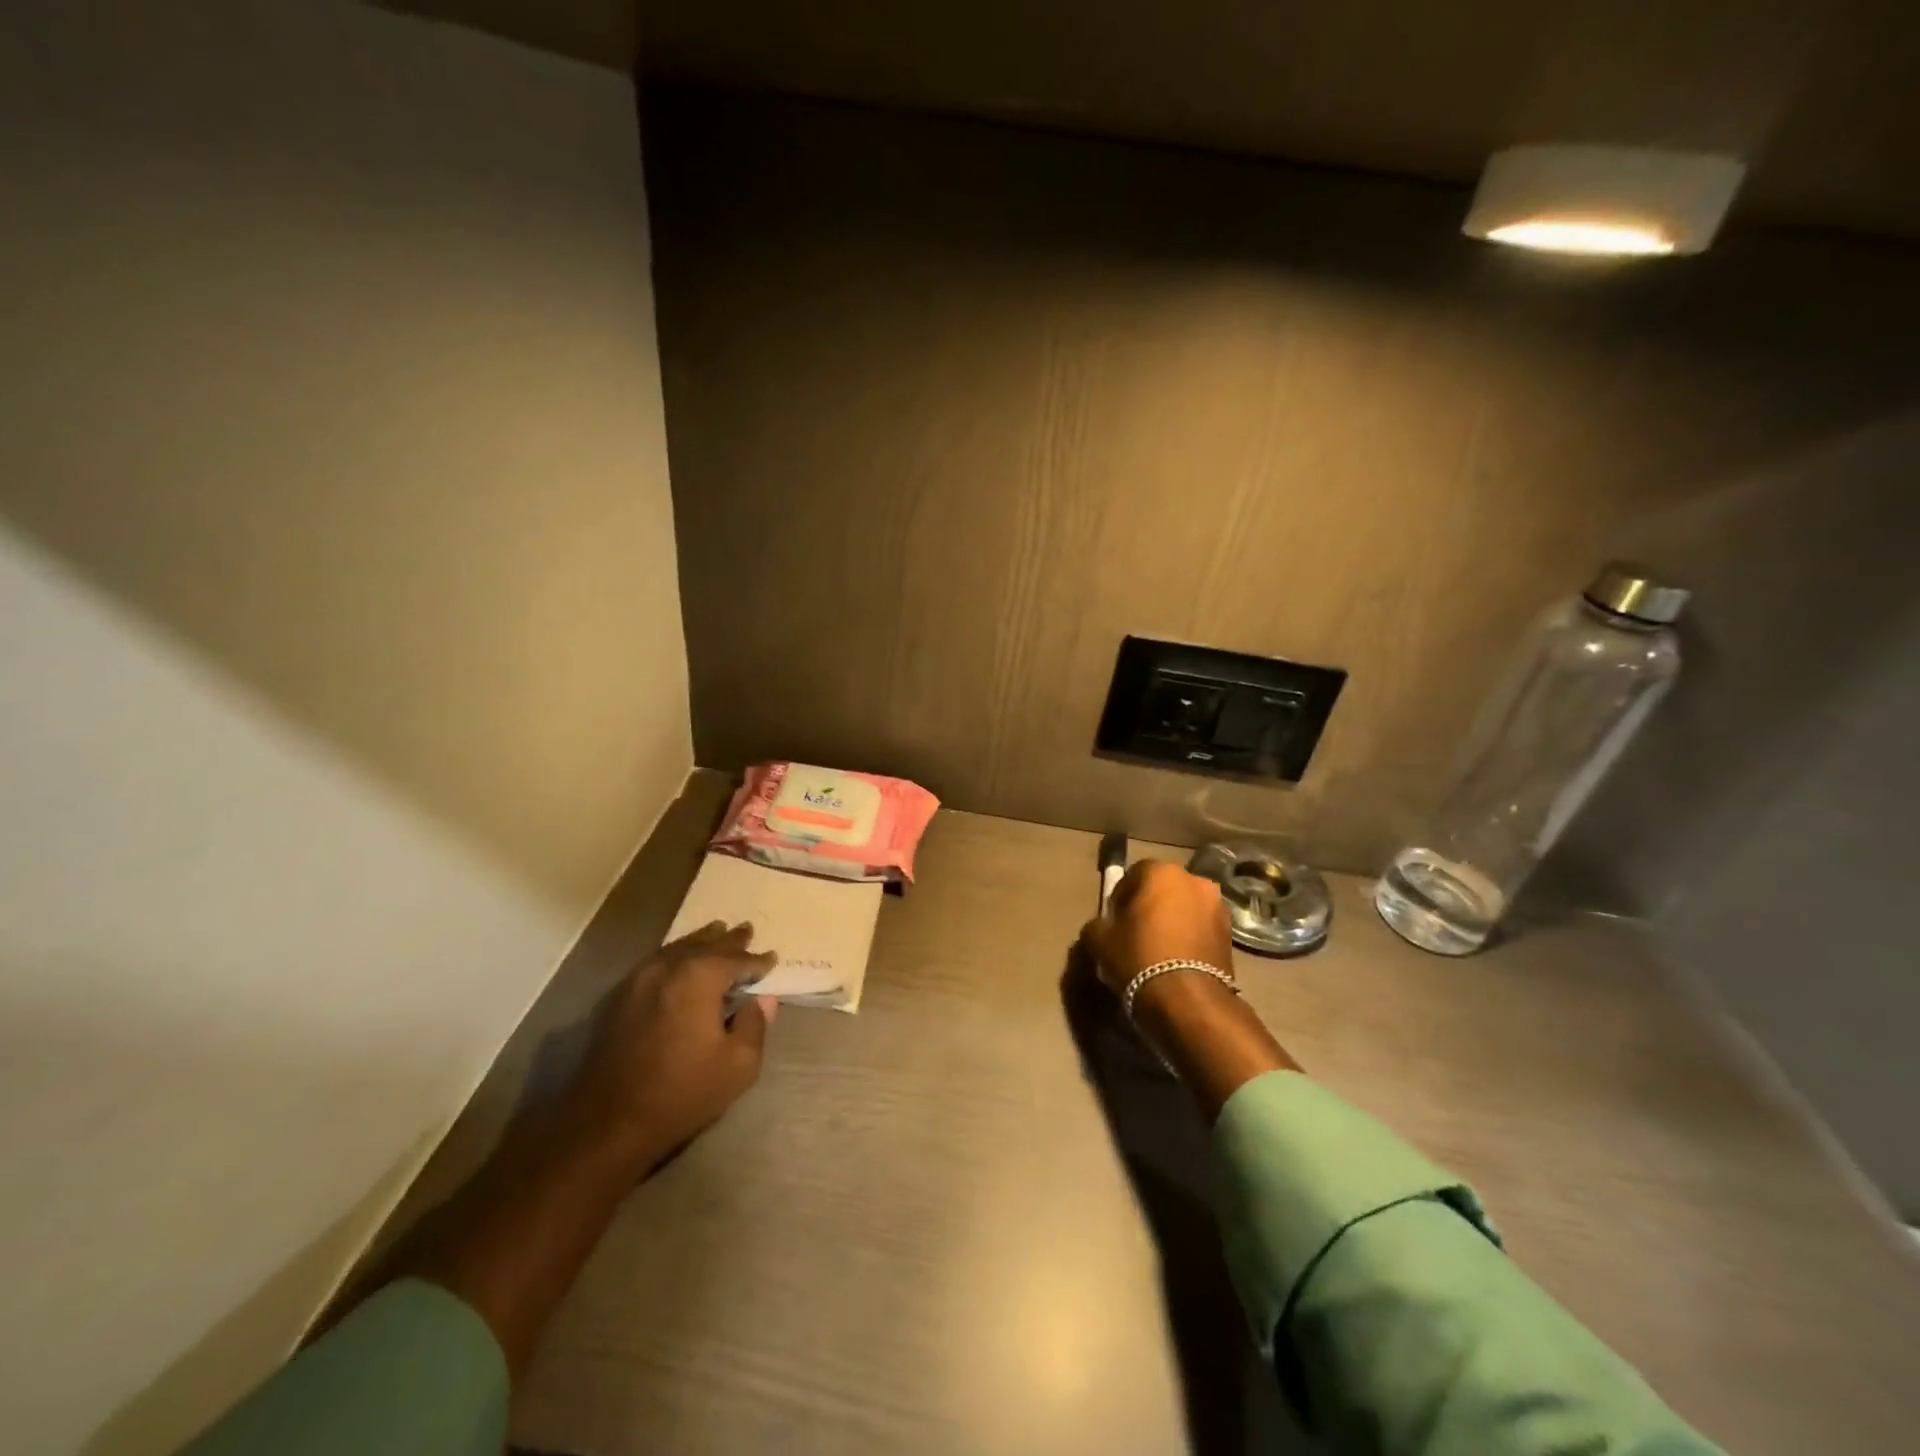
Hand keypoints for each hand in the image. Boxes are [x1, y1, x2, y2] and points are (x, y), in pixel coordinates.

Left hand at [571, 921, 779, 1167]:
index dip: (757, 961)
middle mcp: (669, 967)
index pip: (737, 960)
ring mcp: (639, 979)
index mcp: (700, 977)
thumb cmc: (682, 1092)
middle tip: (746, 930)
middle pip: (706, 945)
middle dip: (729, 941)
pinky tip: (681, 960)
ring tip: (717, 932)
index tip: (772, 959)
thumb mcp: (738, 1065)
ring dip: (701, 941)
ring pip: (678, 948)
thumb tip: (762, 1000)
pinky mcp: (620, 997)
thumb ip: (755, 1024)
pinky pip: (657, 962)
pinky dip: (676, 955)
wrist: (609, 1122)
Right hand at [1081, 860, 1295, 1115]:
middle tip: (1134, 934)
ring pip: (1184, 909)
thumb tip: (1104, 926)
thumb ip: (1098, 924)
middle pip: (1163, 890)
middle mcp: (1194, 880)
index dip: (1120, 899)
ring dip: (1172, 922)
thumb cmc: (1138, 958)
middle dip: (1149, 907)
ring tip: (1158, 950)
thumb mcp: (1099, 940)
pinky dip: (1188, 938)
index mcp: (1161, 872)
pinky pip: (1200, 929)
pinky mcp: (1231, 935)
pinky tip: (1176, 961)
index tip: (1114, 922)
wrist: (1188, 1001)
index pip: (1133, 875)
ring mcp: (1218, 907)